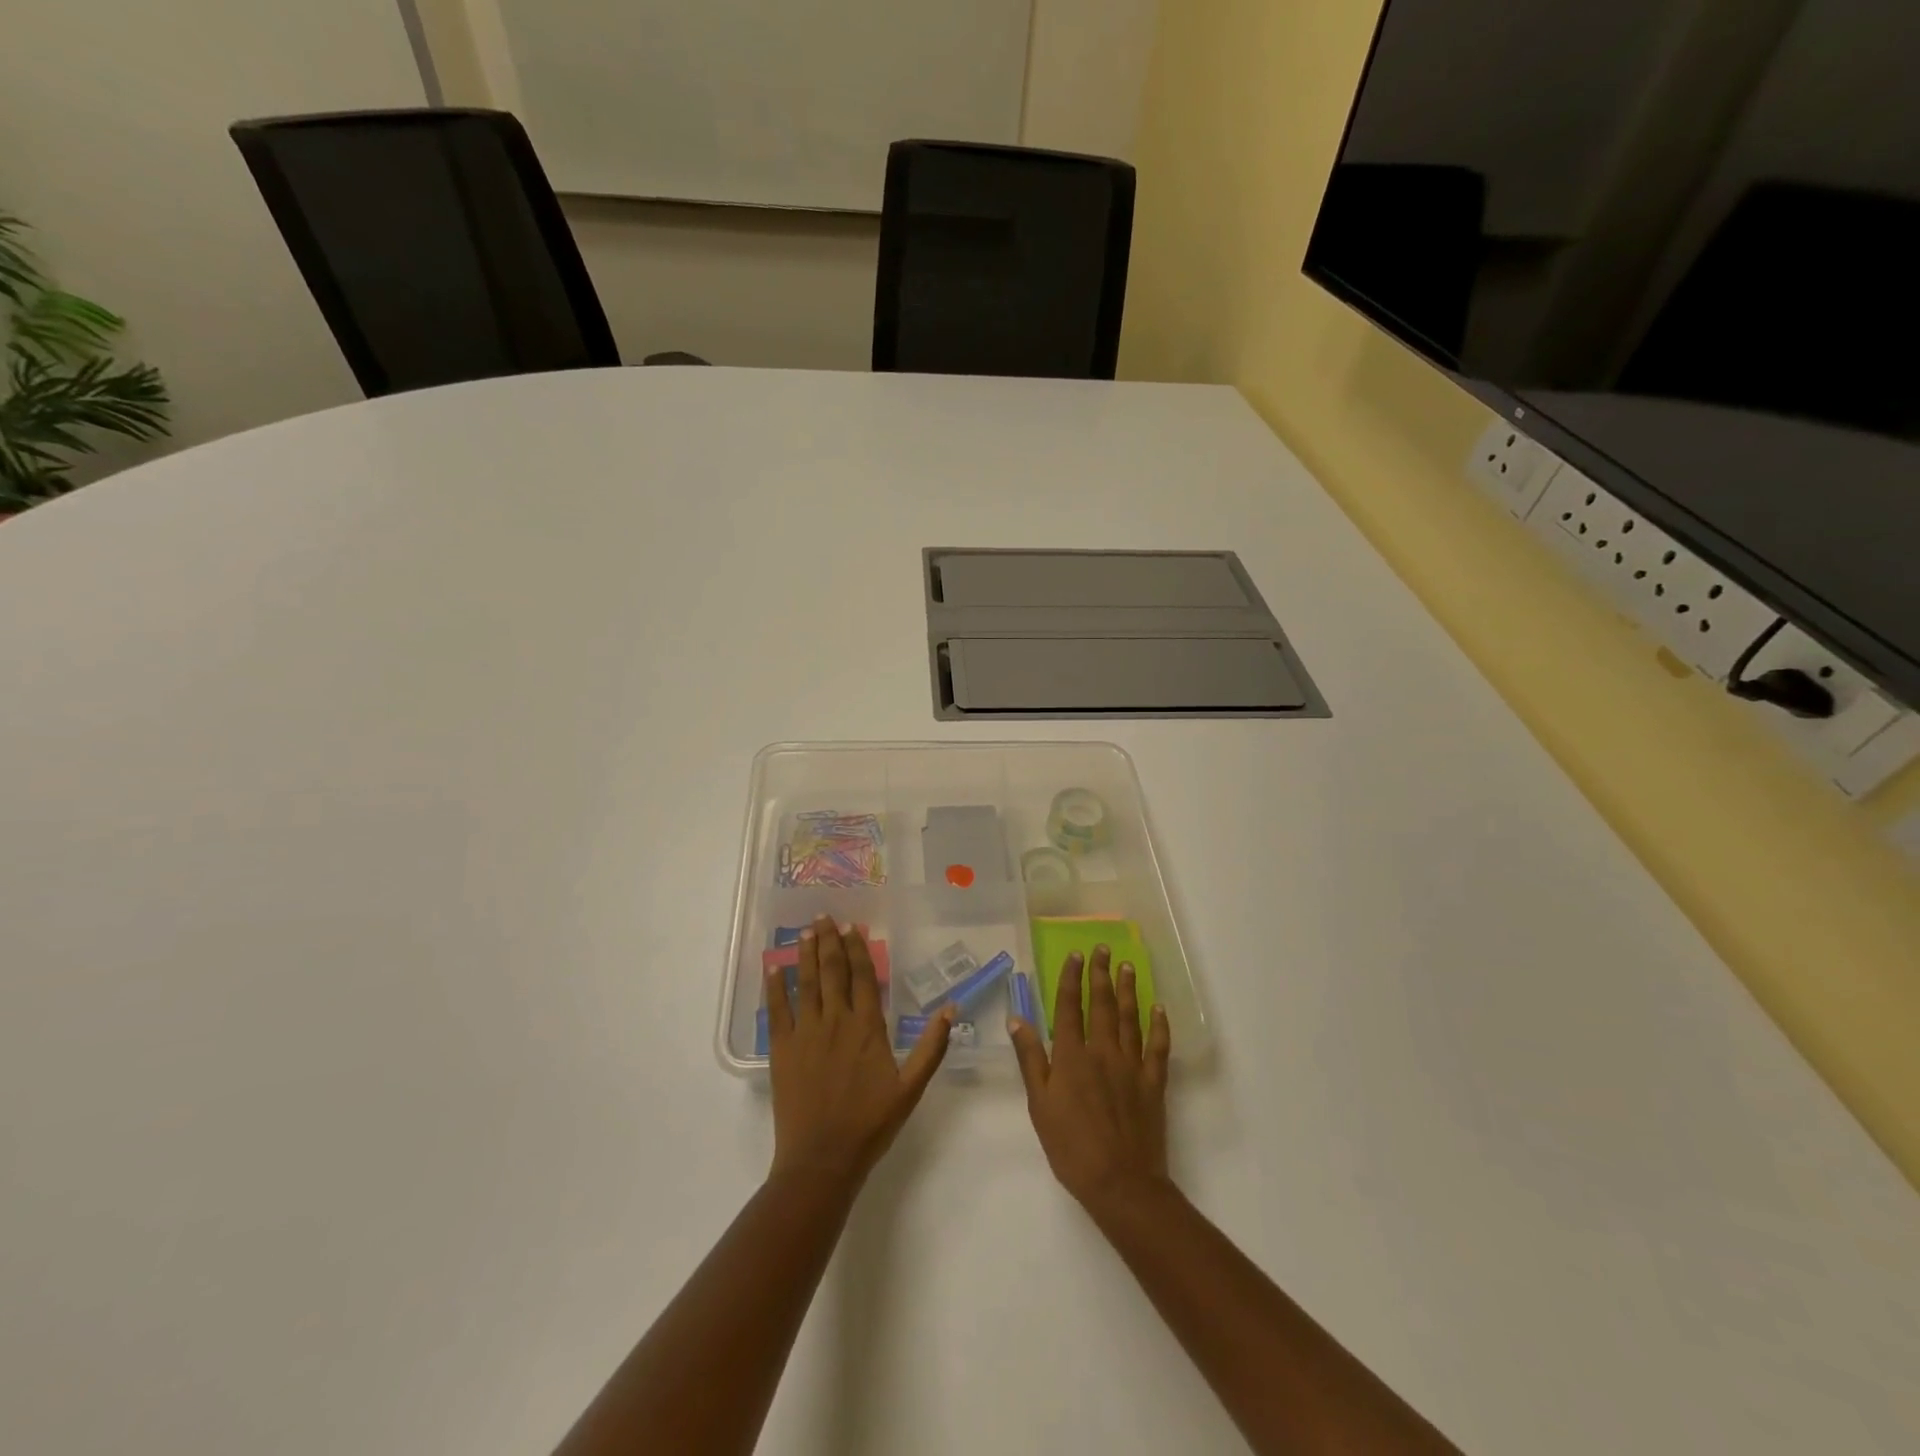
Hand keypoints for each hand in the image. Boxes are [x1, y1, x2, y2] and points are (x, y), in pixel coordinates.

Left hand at [766, 915, 953, 1189]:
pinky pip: (777, 1011)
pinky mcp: (782, 1049)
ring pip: (806, 983)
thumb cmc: (870, 1124)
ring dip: (805, 955)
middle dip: (829, 942)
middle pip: (832, 971)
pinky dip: (775, 988)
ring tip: (806, 931)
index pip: (863, 977)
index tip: (853, 928)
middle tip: (825, 917)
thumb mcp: (911, 1087)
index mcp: (867, 1027)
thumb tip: (950, 1008)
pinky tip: (773, 969)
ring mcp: (806, 1033)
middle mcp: (836, 1020)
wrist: (823, 1159)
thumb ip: (932, 1047)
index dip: (857, 950)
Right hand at [1009, 945, 1171, 1211]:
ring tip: (1127, 966)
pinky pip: (1158, 1047)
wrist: (1120, 1182)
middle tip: (1103, 949)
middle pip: (1101, 1004)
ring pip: (1129, 1018)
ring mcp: (1131, 1065)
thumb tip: (1016, 1019)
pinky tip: (1159, 1008)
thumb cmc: (1071, 1146)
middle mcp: (1102, 1051)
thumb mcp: (1039, 1104)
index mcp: (1072, 1056)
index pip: (1069, 1007)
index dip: (1070, 978)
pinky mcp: (1153, 1083)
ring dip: (1127, 990)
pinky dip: (1159, 1025)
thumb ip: (1030, 1059)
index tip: (1074, 955)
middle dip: (1100, 974)